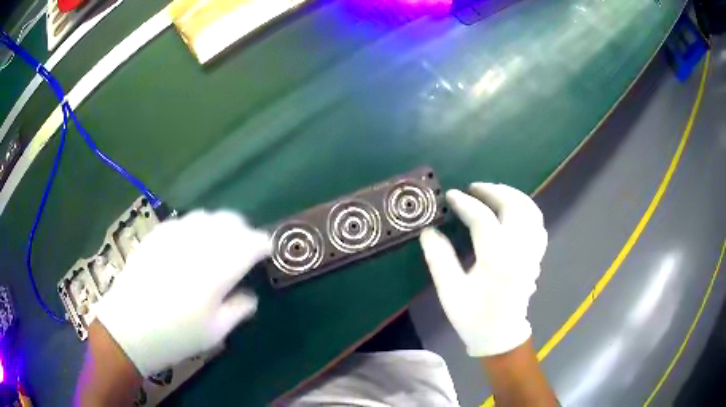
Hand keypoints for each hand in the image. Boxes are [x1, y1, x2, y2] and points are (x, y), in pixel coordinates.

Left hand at [94, 210, 270, 375]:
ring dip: (220, 227)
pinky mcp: (156, 235)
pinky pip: (183, 221)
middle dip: (243, 231)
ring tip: (218, 246)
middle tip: (244, 250)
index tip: (267, 252)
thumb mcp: (215, 333)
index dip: (263, 244)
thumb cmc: (175, 337)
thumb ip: (238, 309)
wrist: (128, 329)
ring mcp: (173, 235)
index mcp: (216, 270)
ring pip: (206, 216)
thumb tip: (251, 295)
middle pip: (230, 221)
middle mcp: (197, 244)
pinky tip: (190, 245)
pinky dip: (195, 228)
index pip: (250, 243)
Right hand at [419, 183, 546, 356]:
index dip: (464, 203)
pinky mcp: (536, 256)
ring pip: (531, 211)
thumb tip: (429, 231)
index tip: (450, 195)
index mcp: (496, 259)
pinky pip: (538, 224)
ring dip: (513, 195)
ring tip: (494, 191)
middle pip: (512, 206)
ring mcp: (532, 252)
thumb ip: (439, 259)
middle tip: (473, 188)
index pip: (482, 218)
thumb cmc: (473, 317)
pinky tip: (515, 209)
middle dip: (492, 191)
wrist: (500, 336)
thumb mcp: (450, 291)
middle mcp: (519, 250)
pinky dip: (528, 209)